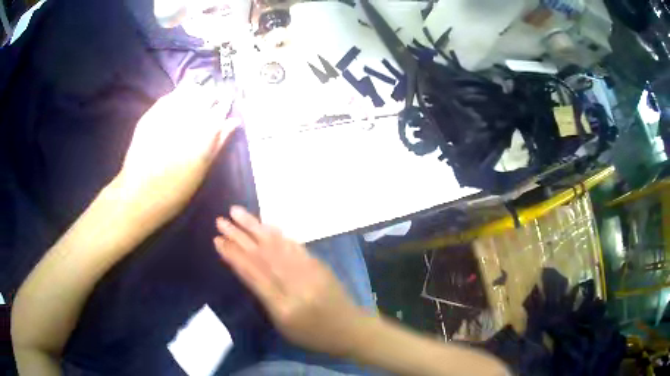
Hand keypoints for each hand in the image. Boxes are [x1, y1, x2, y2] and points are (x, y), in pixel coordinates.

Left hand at [116, 84, 238, 220]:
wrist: (139, 195)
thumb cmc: (176, 189)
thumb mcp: (202, 169)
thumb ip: (219, 142)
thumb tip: (234, 121)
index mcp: (203, 132)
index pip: (221, 107)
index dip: (225, 103)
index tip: (226, 104)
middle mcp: (187, 117)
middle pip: (205, 94)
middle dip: (211, 96)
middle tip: (211, 102)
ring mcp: (166, 113)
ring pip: (187, 91)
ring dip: (196, 93)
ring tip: (196, 100)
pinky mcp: (151, 114)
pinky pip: (169, 97)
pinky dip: (177, 96)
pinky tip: (178, 103)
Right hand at [213, 207, 370, 355]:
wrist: (351, 329)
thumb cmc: (314, 335)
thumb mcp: (284, 327)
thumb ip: (266, 299)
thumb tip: (249, 270)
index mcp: (284, 307)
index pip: (254, 276)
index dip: (234, 256)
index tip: (217, 241)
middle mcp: (296, 285)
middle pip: (263, 256)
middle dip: (239, 236)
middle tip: (220, 221)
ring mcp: (310, 272)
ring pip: (278, 245)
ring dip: (255, 227)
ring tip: (237, 212)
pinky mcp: (319, 264)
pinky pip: (295, 246)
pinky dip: (278, 234)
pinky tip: (266, 224)